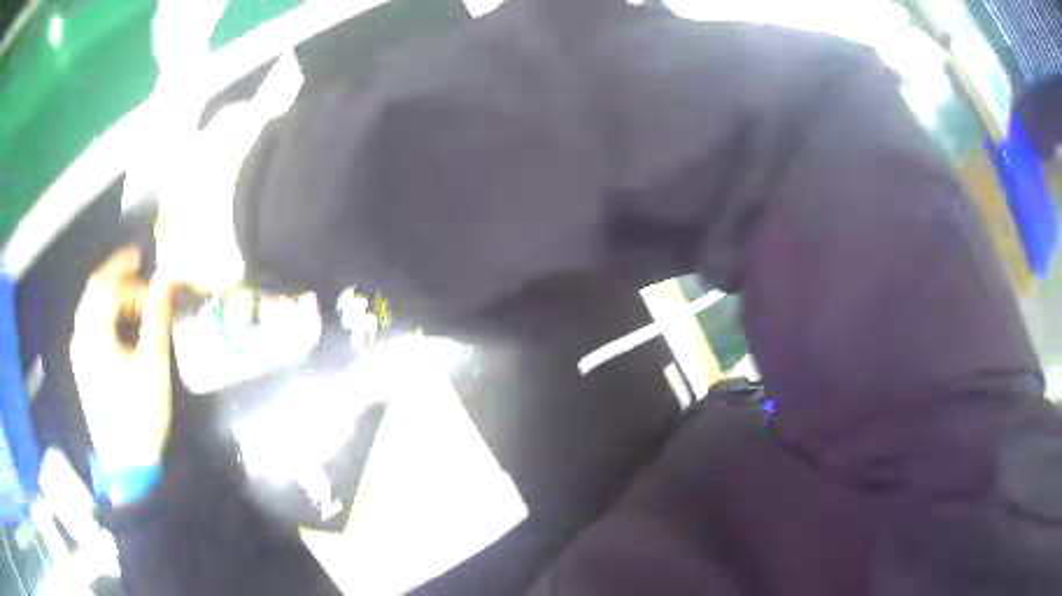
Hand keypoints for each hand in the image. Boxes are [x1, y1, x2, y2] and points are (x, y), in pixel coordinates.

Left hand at [70, 248, 176, 469]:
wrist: (127, 464)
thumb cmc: (139, 413)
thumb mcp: (153, 364)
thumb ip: (157, 316)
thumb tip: (168, 277)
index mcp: (93, 333)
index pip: (104, 284)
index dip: (125, 268)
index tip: (147, 265)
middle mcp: (81, 337)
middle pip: (95, 292)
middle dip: (121, 282)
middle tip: (146, 287)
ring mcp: (80, 354)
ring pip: (93, 309)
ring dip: (115, 300)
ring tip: (139, 308)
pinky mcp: (84, 368)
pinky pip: (92, 327)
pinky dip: (109, 318)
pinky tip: (124, 330)